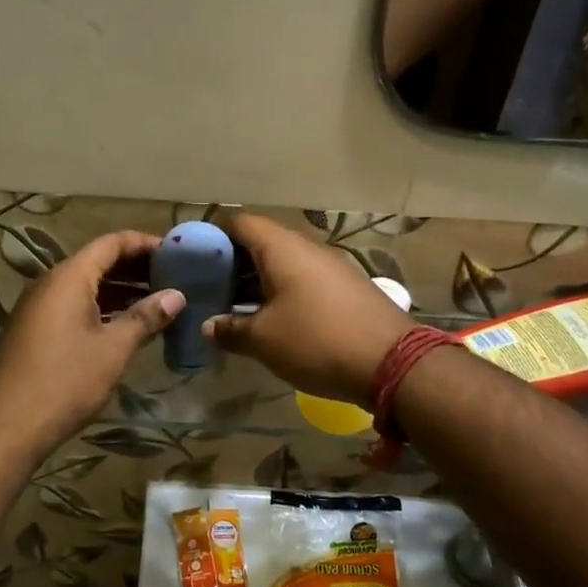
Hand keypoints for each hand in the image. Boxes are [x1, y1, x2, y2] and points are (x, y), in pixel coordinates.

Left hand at [0, 231, 185, 458]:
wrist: (5, 427)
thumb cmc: (65, 381)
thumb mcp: (113, 349)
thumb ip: (145, 318)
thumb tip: (176, 296)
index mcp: (69, 277)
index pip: (112, 243)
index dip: (145, 243)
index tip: (177, 254)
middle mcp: (50, 284)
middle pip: (98, 262)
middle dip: (136, 268)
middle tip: (174, 279)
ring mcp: (39, 308)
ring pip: (86, 287)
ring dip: (121, 291)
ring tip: (158, 303)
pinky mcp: (35, 331)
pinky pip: (74, 307)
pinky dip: (103, 309)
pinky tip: (126, 328)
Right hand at [203, 214, 415, 406]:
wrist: (393, 362)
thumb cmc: (317, 341)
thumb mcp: (263, 340)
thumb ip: (230, 329)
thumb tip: (208, 326)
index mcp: (282, 248)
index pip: (240, 223)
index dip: (214, 236)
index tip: (194, 259)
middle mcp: (307, 248)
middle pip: (262, 243)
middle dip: (233, 263)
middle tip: (210, 288)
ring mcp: (331, 267)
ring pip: (284, 264)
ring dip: (258, 281)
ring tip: (235, 307)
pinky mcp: (347, 288)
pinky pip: (304, 280)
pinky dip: (283, 292)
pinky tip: (273, 320)